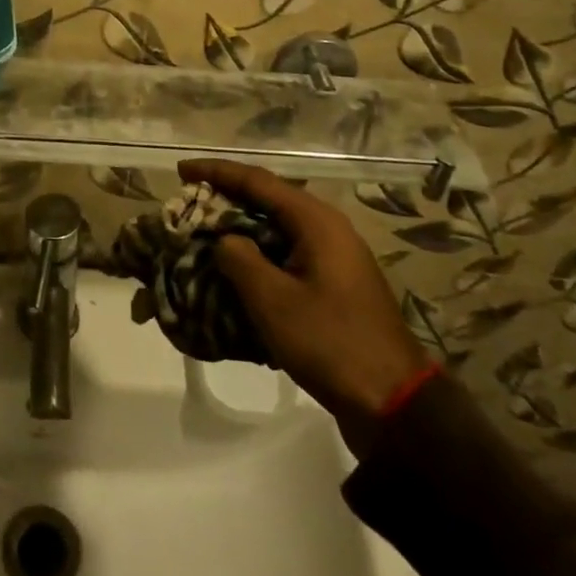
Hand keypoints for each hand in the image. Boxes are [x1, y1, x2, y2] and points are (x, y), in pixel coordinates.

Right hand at [185, 159, 431, 454]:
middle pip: (267, 199)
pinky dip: (258, 254)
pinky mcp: (334, 285)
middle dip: (226, 198)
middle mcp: (327, 229)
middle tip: (188, 203)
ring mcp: (334, 258)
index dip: (216, 172)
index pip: (257, 181)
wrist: (394, 404)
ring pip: (276, 228)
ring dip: (240, 228)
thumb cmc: (330, 342)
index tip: (181, 170)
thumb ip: (239, 258)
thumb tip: (225, 239)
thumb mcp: (272, 300)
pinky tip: (235, 269)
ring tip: (204, 233)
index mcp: (315, 221)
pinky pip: (286, 254)